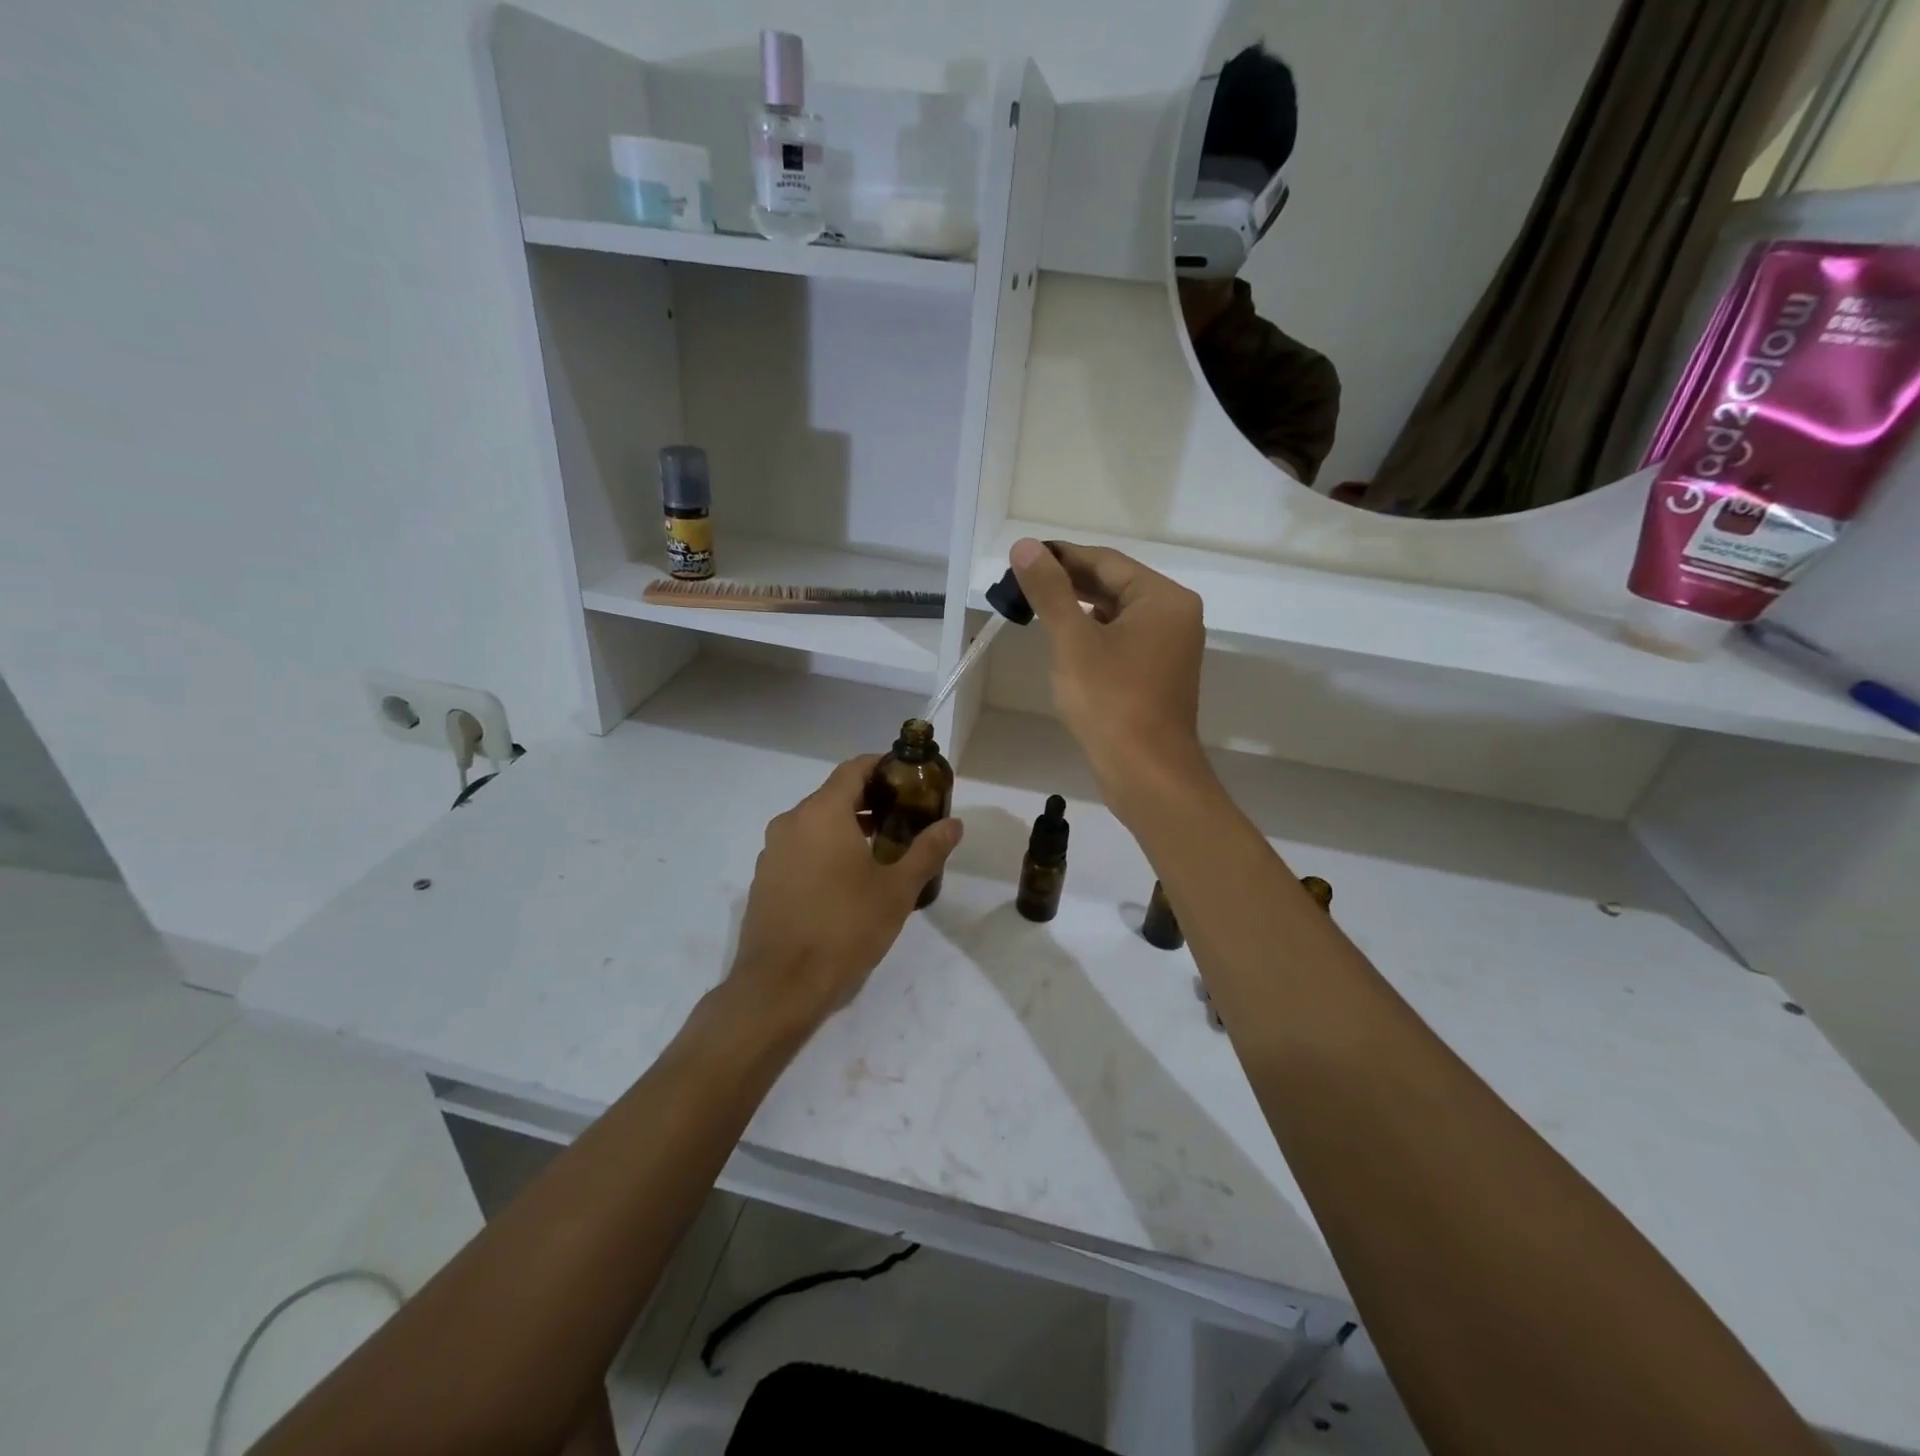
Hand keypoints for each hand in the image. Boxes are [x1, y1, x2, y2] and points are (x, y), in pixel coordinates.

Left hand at [728, 755, 962, 1027]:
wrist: (781, 985)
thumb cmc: (845, 927)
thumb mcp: (897, 889)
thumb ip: (927, 850)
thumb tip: (954, 823)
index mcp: (822, 813)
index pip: (853, 769)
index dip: (882, 767)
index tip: (908, 778)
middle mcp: (791, 822)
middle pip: (834, 795)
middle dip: (870, 801)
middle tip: (904, 817)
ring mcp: (772, 852)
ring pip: (815, 824)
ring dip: (847, 827)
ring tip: (882, 850)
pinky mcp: (764, 879)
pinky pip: (799, 849)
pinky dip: (825, 850)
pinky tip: (847, 880)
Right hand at [1009, 536, 1207, 804]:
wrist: (1146, 774)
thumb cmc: (1111, 702)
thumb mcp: (1073, 641)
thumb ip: (1050, 591)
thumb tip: (1026, 546)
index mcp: (1163, 598)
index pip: (1106, 561)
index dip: (1061, 556)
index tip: (1022, 556)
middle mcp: (1174, 615)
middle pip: (1114, 584)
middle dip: (1068, 582)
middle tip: (1021, 582)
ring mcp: (1169, 646)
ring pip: (1116, 613)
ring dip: (1078, 608)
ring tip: (1035, 606)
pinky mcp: (1157, 673)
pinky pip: (1122, 639)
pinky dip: (1093, 634)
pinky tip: (1064, 639)